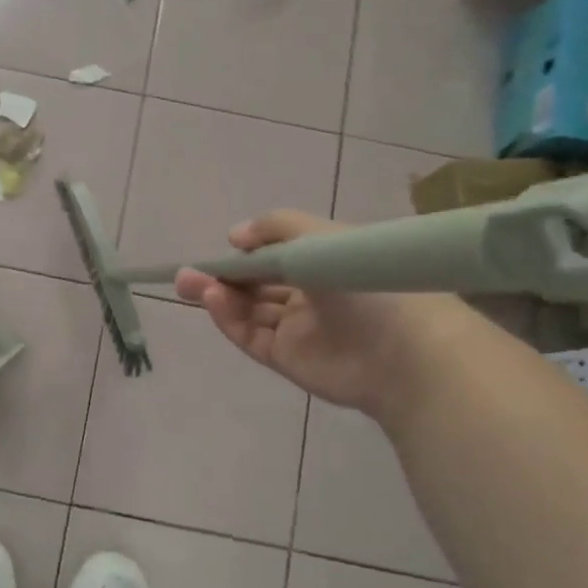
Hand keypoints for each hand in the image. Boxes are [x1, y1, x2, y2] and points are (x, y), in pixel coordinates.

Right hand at [174, 210, 468, 421]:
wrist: (402, 348)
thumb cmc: (363, 281)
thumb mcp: (319, 237)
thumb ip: (274, 229)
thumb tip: (234, 236)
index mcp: (324, 263)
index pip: (277, 256)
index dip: (248, 252)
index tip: (221, 247)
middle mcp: (310, 295)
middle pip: (257, 285)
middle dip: (222, 277)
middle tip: (186, 273)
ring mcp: (298, 329)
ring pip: (249, 311)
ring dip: (219, 296)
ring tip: (189, 284)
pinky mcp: (287, 358)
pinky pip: (251, 336)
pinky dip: (229, 319)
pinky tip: (213, 301)